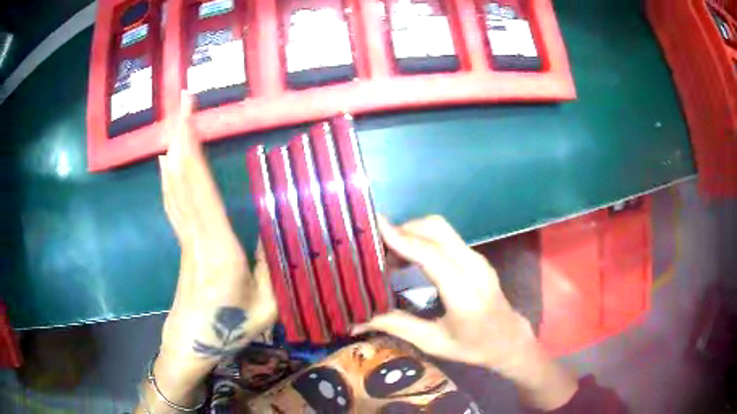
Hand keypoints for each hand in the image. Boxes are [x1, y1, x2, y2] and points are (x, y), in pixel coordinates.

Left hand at [157, 94, 276, 377]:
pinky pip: (173, 201)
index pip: (200, 190)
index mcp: (219, 250)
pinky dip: (170, 175)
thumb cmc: (229, 330)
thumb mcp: (268, 307)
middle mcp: (196, 236)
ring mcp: (184, 238)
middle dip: (181, 134)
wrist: (191, 345)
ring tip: (176, 119)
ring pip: (175, 186)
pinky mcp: (181, 242)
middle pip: (182, 178)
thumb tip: (283, 231)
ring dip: (174, 148)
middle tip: (182, 99)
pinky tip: (167, 159)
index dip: (193, 149)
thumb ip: (276, 267)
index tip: (190, 115)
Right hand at [355, 215, 577, 409]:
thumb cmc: (473, 346)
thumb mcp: (433, 342)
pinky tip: (410, 258)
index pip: (430, 255)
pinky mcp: (476, 257)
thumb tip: (357, 321)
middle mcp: (473, 267)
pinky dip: (423, 238)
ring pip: (441, 229)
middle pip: (436, 229)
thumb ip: (397, 326)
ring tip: (389, 255)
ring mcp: (478, 258)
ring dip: (413, 232)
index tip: (375, 226)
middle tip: (377, 246)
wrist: (509, 338)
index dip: (402, 239)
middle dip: (404, 229)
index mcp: (464, 293)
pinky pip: (447, 237)